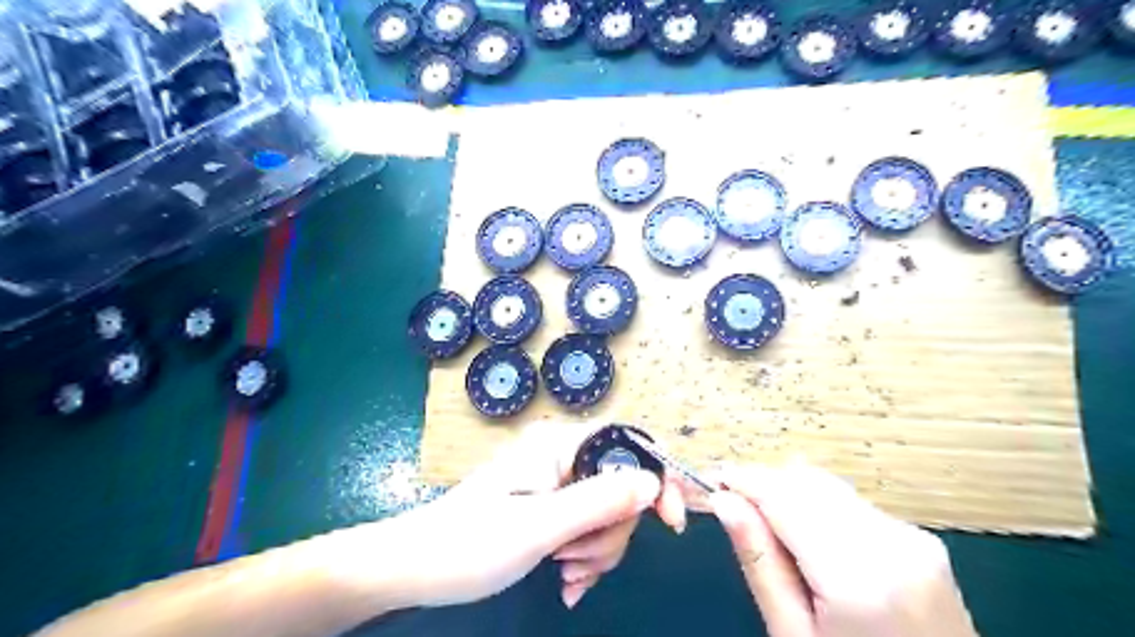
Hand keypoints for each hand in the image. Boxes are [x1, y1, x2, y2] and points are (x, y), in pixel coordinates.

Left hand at [372, 425, 686, 610]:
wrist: (416, 568)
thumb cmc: (469, 544)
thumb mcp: (539, 526)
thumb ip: (598, 501)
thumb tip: (653, 481)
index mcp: (558, 446)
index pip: (628, 444)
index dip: (656, 477)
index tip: (670, 522)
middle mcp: (562, 459)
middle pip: (622, 488)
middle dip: (610, 533)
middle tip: (574, 561)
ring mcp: (556, 485)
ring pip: (608, 515)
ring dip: (596, 552)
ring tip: (564, 575)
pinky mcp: (551, 509)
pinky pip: (588, 529)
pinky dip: (585, 558)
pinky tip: (566, 582)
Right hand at [707, 464, 974, 635]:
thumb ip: (760, 563)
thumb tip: (723, 501)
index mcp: (860, 578)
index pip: (784, 497)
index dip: (742, 480)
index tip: (710, 481)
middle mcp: (892, 543)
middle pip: (806, 482)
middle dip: (764, 485)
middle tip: (733, 509)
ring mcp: (912, 538)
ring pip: (828, 486)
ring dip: (789, 494)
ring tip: (768, 529)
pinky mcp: (921, 539)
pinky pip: (851, 503)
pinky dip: (817, 508)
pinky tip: (807, 540)